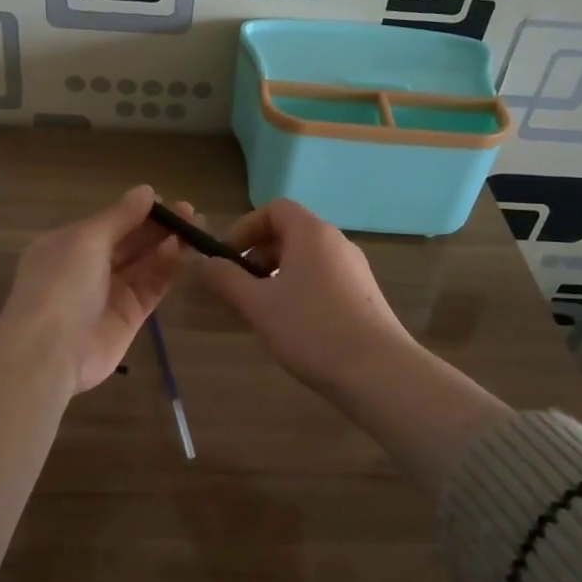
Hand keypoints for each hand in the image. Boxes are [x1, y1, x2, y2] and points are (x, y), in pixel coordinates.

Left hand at [0, 184, 187, 394]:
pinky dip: (165, 270)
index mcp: (68, 245)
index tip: (168, 201)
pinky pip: (150, 288)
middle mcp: (88, 268)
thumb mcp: (86, 240)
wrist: (50, 351)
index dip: (138, 211)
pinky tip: (182, 252)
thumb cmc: (61, 284)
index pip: (109, 223)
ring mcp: (108, 294)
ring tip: (195, 228)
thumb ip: (119, 216)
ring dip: (167, 245)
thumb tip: (146, 191)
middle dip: (158, 227)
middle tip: (191, 213)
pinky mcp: (128, 317)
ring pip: (143, 264)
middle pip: (129, 242)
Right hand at [198, 197, 415, 392]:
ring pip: (306, 259)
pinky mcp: (364, 295)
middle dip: (258, 256)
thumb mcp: (258, 305)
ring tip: (260, 311)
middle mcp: (336, 242)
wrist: (379, 372)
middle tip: (238, 288)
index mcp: (311, 233)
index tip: (226, 257)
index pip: (274, 209)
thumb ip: (226, 279)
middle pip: (290, 233)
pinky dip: (299, 290)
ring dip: (276, 276)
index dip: (245, 227)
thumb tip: (203, 263)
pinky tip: (292, 326)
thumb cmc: (312, 329)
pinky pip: (322, 279)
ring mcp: (354, 269)